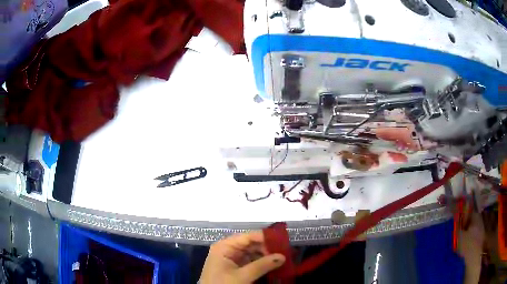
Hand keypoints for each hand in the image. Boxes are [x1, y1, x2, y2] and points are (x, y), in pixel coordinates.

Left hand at [199, 231, 285, 283]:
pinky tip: (273, 266)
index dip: (265, 237)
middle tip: (285, 252)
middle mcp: (228, 249)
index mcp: (225, 246)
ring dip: (266, 256)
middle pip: (251, 244)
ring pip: (253, 253)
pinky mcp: (235, 268)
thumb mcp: (242, 276)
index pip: (248, 236)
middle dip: (268, 248)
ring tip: (282, 259)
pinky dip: (262, 264)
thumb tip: (283, 256)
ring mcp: (232, 259)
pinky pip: (251, 262)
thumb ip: (262, 265)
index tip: (283, 241)